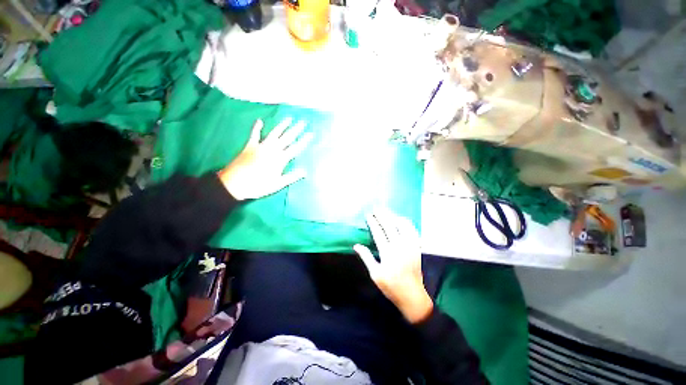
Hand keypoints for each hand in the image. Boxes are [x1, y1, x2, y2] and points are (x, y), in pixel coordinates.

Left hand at [218, 118, 312, 200]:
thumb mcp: (277, 184)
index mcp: (280, 159)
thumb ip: (292, 177)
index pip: (296, 148)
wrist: (235, 183)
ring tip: (289, 118)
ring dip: (282, 126)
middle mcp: (272, 150)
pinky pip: (254, 135)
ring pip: (274, 133)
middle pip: (287, 138)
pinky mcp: (250, 146)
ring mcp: (261, 146)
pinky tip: (260, 121)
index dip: (304, 141)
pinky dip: (257, 128)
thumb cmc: (259, 185)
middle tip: (303, 122)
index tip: (311, 133)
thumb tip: (305, 171)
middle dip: (296, 129)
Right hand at [354, 209, 432, 323]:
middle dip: (382, 215)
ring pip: (402, 225)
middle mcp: (400, 246)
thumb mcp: (375, 274)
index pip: (378, 233)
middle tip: (376, 208)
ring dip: (393, 216)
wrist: (412, 295)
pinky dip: (406, 223)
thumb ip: (366, 257)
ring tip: (386, 211)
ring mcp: (410, 246)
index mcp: (388, 253)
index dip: (373, 222)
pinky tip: (400, 219)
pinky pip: (412, 231)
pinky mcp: (417, 247)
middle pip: (390, 226)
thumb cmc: (391, 286)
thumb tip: (356, 245)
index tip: (368, 215)